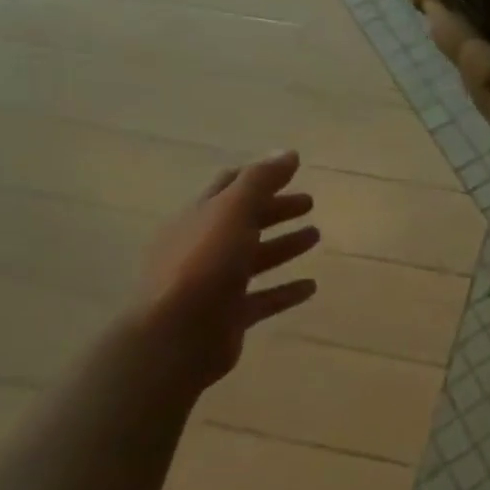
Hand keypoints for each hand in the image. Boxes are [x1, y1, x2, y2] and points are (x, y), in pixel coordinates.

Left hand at [137, 151, 319, 389]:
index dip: (259, 176)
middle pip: (244, 221)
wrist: (174, 337)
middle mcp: (203, 246)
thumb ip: (261, 180)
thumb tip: (288, 152)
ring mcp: (214, 283)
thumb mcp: (233, 211)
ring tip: (316, 236)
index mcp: (198, 217)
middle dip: (275, 209)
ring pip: (255, 258)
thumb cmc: (203, 264)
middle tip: (310, 203)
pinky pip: (263, 298)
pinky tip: (311, 286)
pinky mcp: (228, 316)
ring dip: (284, 245)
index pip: (228, 187)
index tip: (291, 170)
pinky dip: (286, 290)